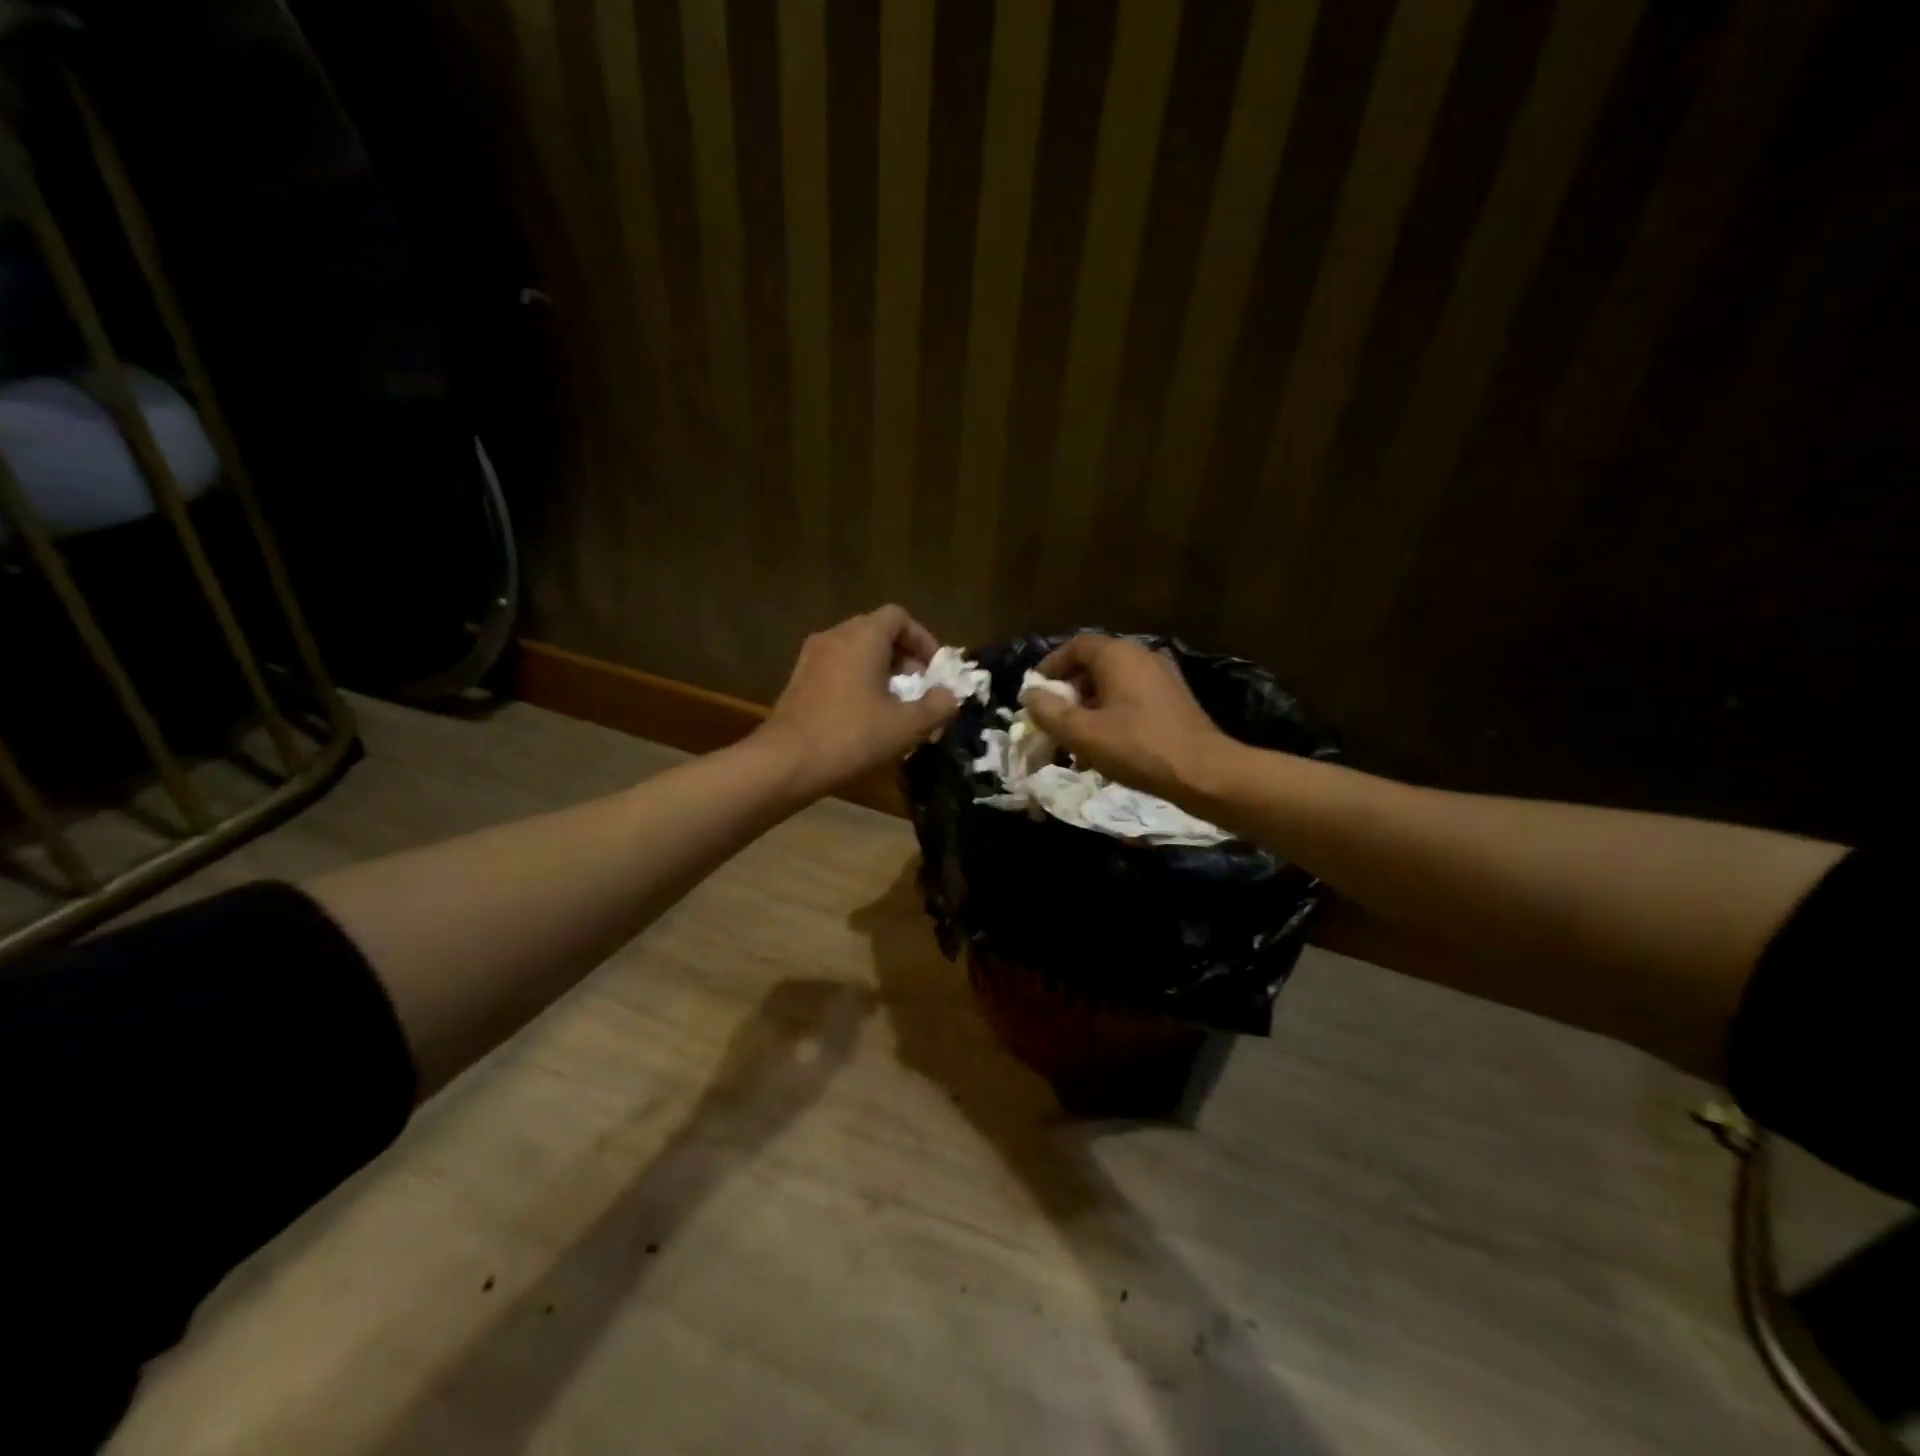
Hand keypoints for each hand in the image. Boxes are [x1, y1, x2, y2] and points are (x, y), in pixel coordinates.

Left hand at [757, 605, 959, 795]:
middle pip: (876, 631)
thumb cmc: (853, 736)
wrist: (787, 762)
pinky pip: (837, 667)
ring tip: (894, 703)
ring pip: (855, 650)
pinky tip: (864, 715)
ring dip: (879, 670)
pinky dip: (856, 680)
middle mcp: (835, 636)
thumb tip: (950, 695)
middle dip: (903, 656)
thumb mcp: (908, 726)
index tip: (935, 670)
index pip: (899, 617)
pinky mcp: (798, 680)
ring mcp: (811, 657)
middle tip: (919, 687)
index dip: (923, 639)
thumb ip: (938, 706)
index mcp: (863, 637)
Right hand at [1022, 634, 1229, 800]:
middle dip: (1069, 693)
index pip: (1075, 646)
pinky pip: (1133, 699)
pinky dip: (1113, 715)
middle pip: (1094, 665)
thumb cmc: (1136, 746)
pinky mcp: (1175, 700)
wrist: (1203, 772)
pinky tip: (1106, 748)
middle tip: (1053, 720)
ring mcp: (1162, 677)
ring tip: (1076, 742)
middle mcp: (1142, 656)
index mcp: (1118, 655)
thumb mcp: (1081, 733)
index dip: (1050, 666)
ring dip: (1089, 709)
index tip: (1035, 692)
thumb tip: (1030, 695)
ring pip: (1113, 685)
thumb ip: (1048, 711)